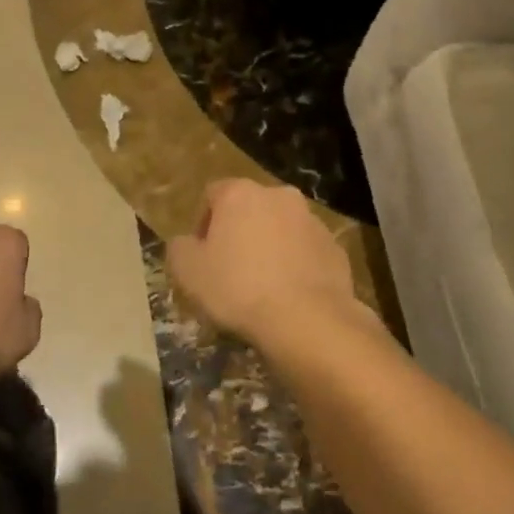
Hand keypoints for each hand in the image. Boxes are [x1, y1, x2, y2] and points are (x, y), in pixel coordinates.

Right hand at [167, 180, 359, 348]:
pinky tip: (288, 295)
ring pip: (280, 228)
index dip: (202, 225)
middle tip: (229, 270)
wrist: (307, 320)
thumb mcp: (187, 271)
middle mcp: (278, 195)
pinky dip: (295, 265)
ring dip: (269, 247)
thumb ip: (179, 248)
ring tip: (261, 286)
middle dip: (239, 233)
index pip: (212, 195)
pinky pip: (306, 251)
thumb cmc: (239, 288)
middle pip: (249, 209)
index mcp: (240, 193)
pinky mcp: (334, 247)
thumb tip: (186, 243)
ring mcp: (311, 220)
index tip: (201, 257)